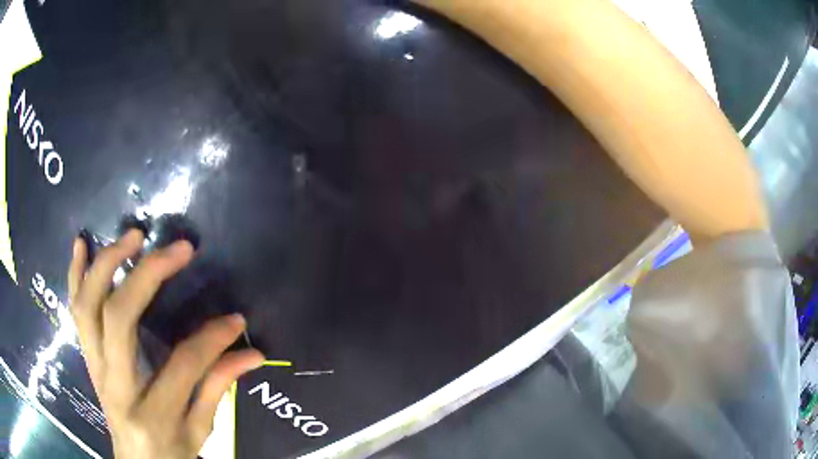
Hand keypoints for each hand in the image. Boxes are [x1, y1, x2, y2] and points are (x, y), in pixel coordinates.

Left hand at [68, 229, 264, 458]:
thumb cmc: (170, 451)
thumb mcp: (199, 431)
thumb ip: (218, 390)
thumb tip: (252, 354)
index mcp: (152, 413)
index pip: (182, 365)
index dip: (212, 338)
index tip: (234, 318)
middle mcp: (115, 384)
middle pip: (119, 318)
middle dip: (147, 276)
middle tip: (177, 250)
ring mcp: (94, 366)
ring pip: (88, 305)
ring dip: (108, 263)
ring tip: (133, 236)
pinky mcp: (87, 356)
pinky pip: (74, 310)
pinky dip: (75, 274)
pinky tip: (82, 244)